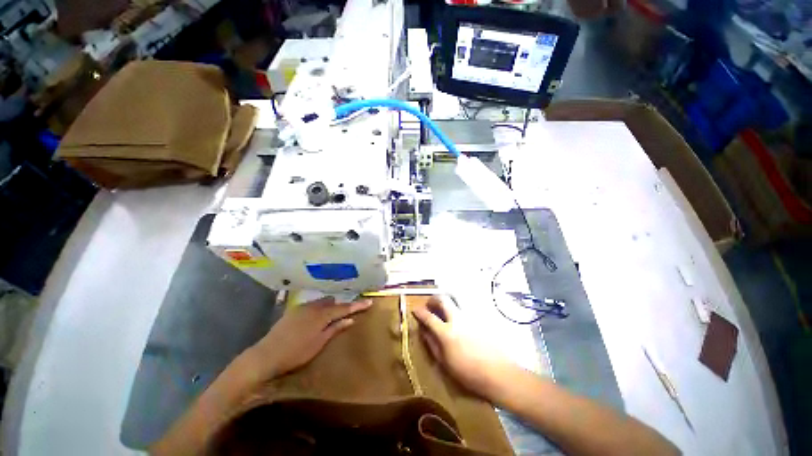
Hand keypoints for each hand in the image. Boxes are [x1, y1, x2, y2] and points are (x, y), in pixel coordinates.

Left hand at [250, 296, 372, 379]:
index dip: (357, 306)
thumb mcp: (319, 343)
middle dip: (341, 306)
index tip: (369, 302)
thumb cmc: (296, 353)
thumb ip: (335, 329)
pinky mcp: (293, 310)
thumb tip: (350, 319)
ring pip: (321, 302)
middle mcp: (313, 306)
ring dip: (329, 307)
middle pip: (333, 302)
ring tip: (331, 316)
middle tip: (346, 314)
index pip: (344, 308)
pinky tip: (315, 319)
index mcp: (322, 315)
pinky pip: (312, 305)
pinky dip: (318, 309)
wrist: (266, 355)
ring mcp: (302, 307)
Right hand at [412, 297, 517, 400]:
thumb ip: (432, 344)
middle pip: (443, 300)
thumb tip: (423, 330)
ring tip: (443, 306)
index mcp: (446, 332)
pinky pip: (465, 305)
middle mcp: (457, 319)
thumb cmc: (469, 373)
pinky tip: (457, 315)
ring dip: (446, 299)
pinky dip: (457, 305)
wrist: (498, 374)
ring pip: (455, 298)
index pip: (429, 317)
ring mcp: (470, 316)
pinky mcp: (479, 317)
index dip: (420, 312)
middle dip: (433, 299)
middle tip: (429, 304)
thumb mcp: (445, 363)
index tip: (415, 310)